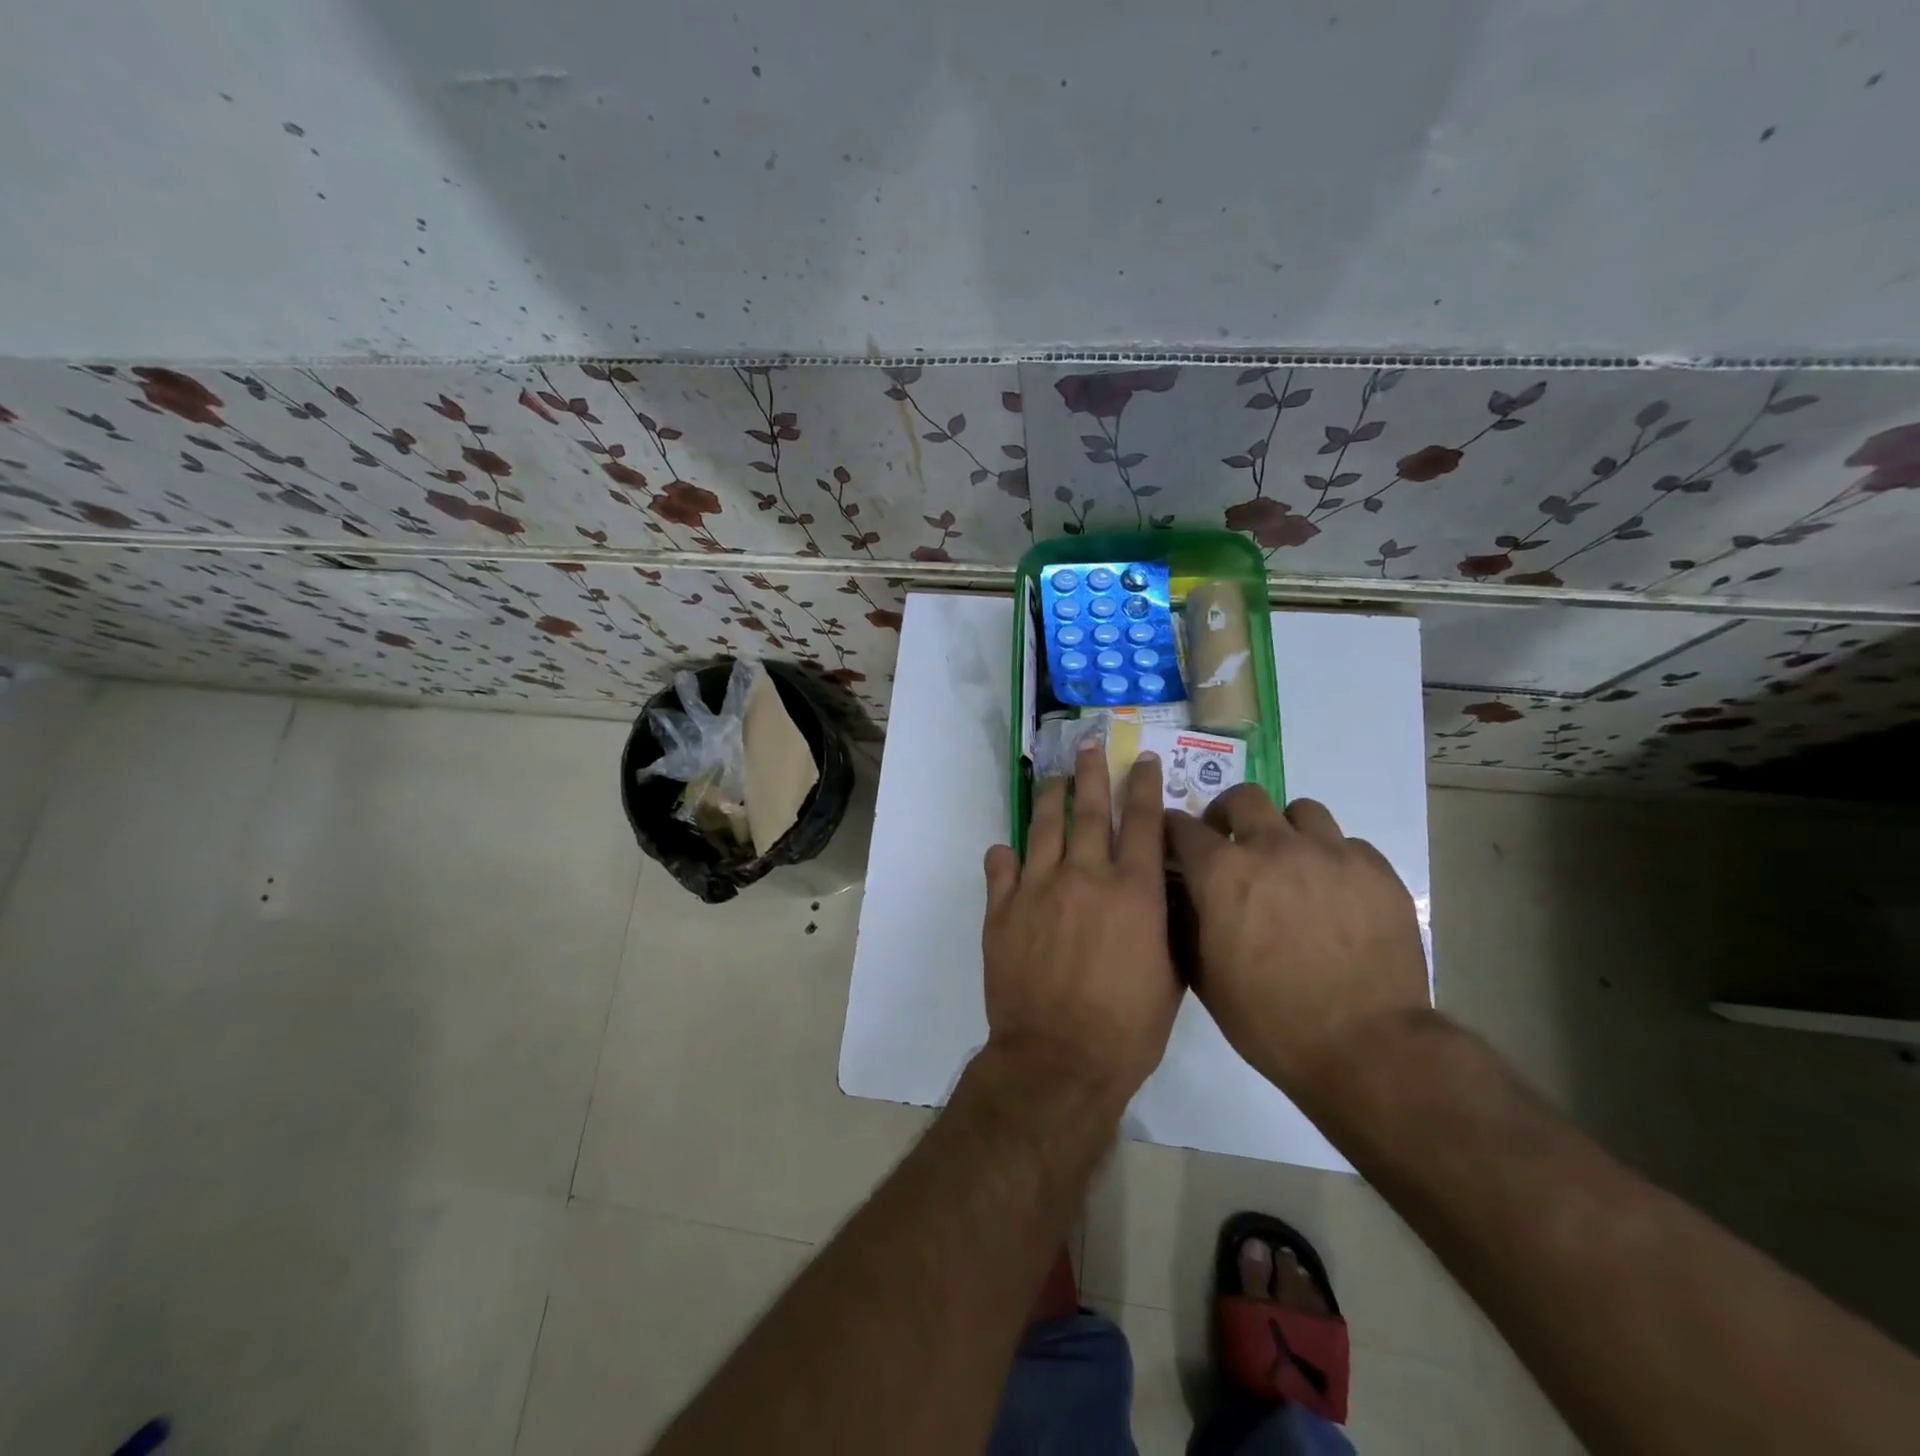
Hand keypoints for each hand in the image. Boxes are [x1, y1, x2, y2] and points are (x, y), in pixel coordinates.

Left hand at [980, 744, 1180, 1110]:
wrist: (1058, 1059)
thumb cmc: (1128, 1027)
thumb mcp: (1171, 975)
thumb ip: (1166, 925)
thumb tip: (1163, 892)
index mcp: (1133, 892)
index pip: (1142, 822)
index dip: (1143, 785)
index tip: (1141, 759)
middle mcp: (1085, 877)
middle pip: (1089, 811)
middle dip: (1091, 773)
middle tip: (1088, 745)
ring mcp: (1038, 889)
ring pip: (1043, 828)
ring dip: (1050, 799)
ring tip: (1054, 779)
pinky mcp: (1001, 910)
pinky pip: (1001, 867)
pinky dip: (1006, 855)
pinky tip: (1008, 849)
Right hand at [1167, 788, 1428, 1101]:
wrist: (1366, 1048)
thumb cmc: (1270, 1019)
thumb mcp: (1205, 977)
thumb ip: (1185, 922)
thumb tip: (1178, 894)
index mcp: (1222, 872)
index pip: (1182, 827)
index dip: (1173, 832)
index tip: (1176, 843)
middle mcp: (1273, 847)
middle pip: (1244, 797)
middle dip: (1229, 814)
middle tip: (1232, 843)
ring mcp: (1330, 854)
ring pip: (1301, 811)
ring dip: (1285, 830)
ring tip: (1290, 863)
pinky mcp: (1376, 871)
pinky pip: (1347, 844)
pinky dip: (1332, 859)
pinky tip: (1335, 893)